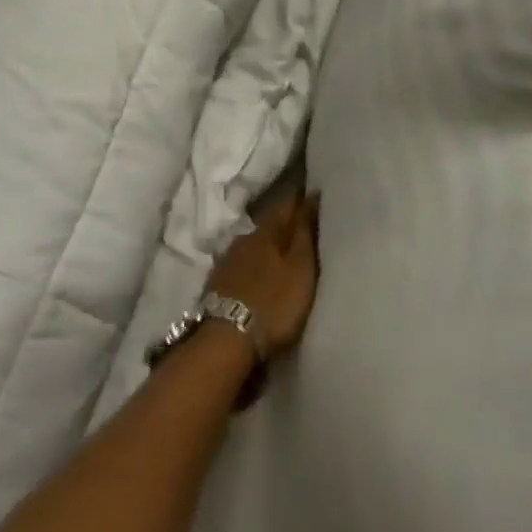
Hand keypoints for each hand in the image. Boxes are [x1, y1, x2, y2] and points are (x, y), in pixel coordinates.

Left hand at [205, 189, 321, 363]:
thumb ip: (305, 232)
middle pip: (268, 224)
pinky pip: (243, 263)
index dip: (300, 198)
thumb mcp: (300, 268)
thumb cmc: (273, 302)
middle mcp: (245, 238)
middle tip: (303, 223)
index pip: (286, 204)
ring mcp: (228, 260)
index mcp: (266, 231)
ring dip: (268, 245)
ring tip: (284, 252)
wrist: (226, 340)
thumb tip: (312, 193)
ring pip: (254, 244)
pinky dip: (255, 264)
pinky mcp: (219, 283)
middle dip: (284, 222)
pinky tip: (260, 273)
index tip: (312, 191)